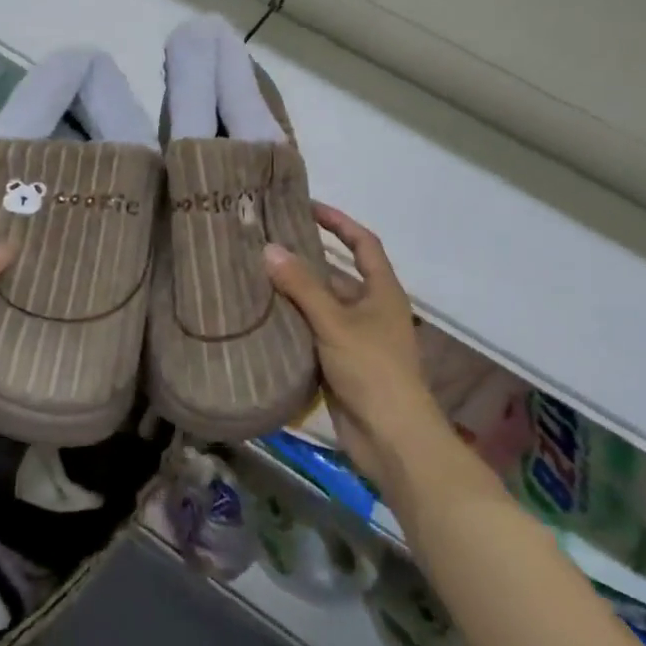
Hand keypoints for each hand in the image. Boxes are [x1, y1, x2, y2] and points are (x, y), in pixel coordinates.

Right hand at [264, 203, 435, 485]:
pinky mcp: (340, 363)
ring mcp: (355, 338)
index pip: (363, 243)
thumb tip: (269, 249)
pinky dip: (291, 323)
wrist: (391, 438)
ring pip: (321, 305)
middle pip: (337, 274)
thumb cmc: (372, 370)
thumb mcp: (335, 322)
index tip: (308, 207)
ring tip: (254, 274)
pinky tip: (261, 316)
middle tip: (266, 242)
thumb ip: (302, 286)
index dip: (339, 222)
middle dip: (306, 259)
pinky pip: (312, 333)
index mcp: (382, 291)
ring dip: (294, 293)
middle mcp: (370, 309)